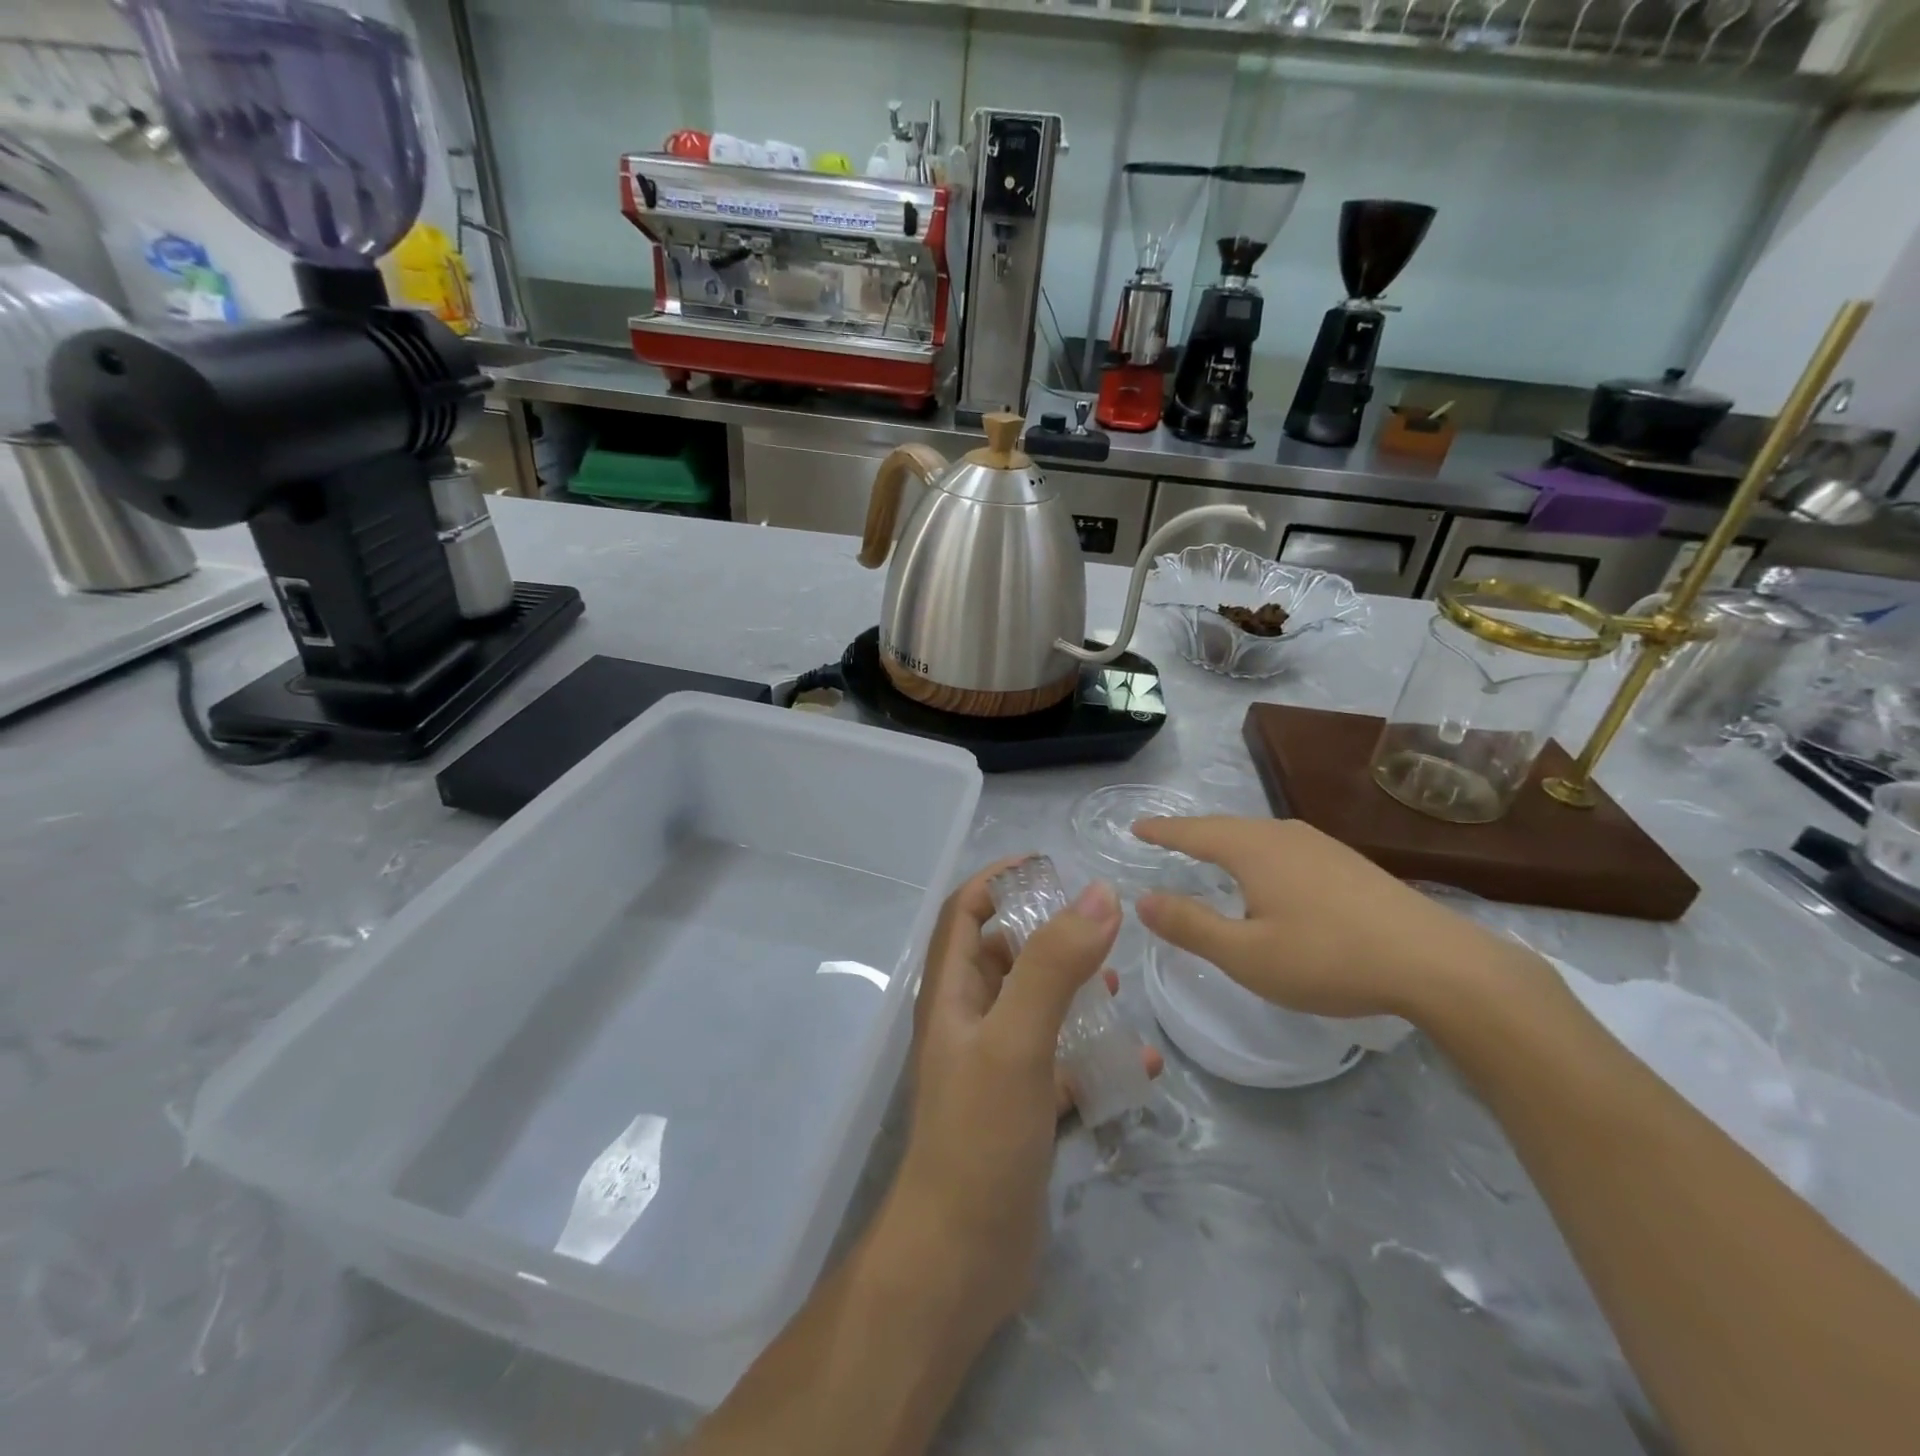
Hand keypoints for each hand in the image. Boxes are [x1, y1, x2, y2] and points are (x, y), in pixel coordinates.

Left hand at [878, 863, 1160, 1342]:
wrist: (960, 1259)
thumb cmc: (979, 1136)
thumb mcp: (1017, 1038)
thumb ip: (1054, 965)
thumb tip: (1098, 894)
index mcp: (952, 993)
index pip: (965, 911)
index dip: (998, 880)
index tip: (1049, 866)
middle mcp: (968, 1020)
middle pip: (1004, 956)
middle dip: (1049, 936)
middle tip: (1101, 931)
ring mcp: (994, 1066)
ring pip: (1036, 1009)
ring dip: (1075, 992)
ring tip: (1120, 991)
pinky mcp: (1020, 1108)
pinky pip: (1061, 1065)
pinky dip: (1094, 1057)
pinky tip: (1140, 1068)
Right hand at [1134, 817, 1536, 1022]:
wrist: (1437, 963)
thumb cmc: (1329, 958)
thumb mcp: (1247, 955)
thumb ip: (1191, 926)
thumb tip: (1143, 899)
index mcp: (1253, 849)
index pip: (1193, 832)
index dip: (1162, 831)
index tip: (1136, 826)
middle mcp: (1284, 835)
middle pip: (1225, 827)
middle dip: (1192, 833)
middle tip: (1164, 840)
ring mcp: (1321, 845)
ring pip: (1258, 835)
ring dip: (1226, 842)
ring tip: (1208, 854)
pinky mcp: (1347, 862)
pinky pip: (1284, 847)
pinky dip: (1257, 853)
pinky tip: (1269, 875)